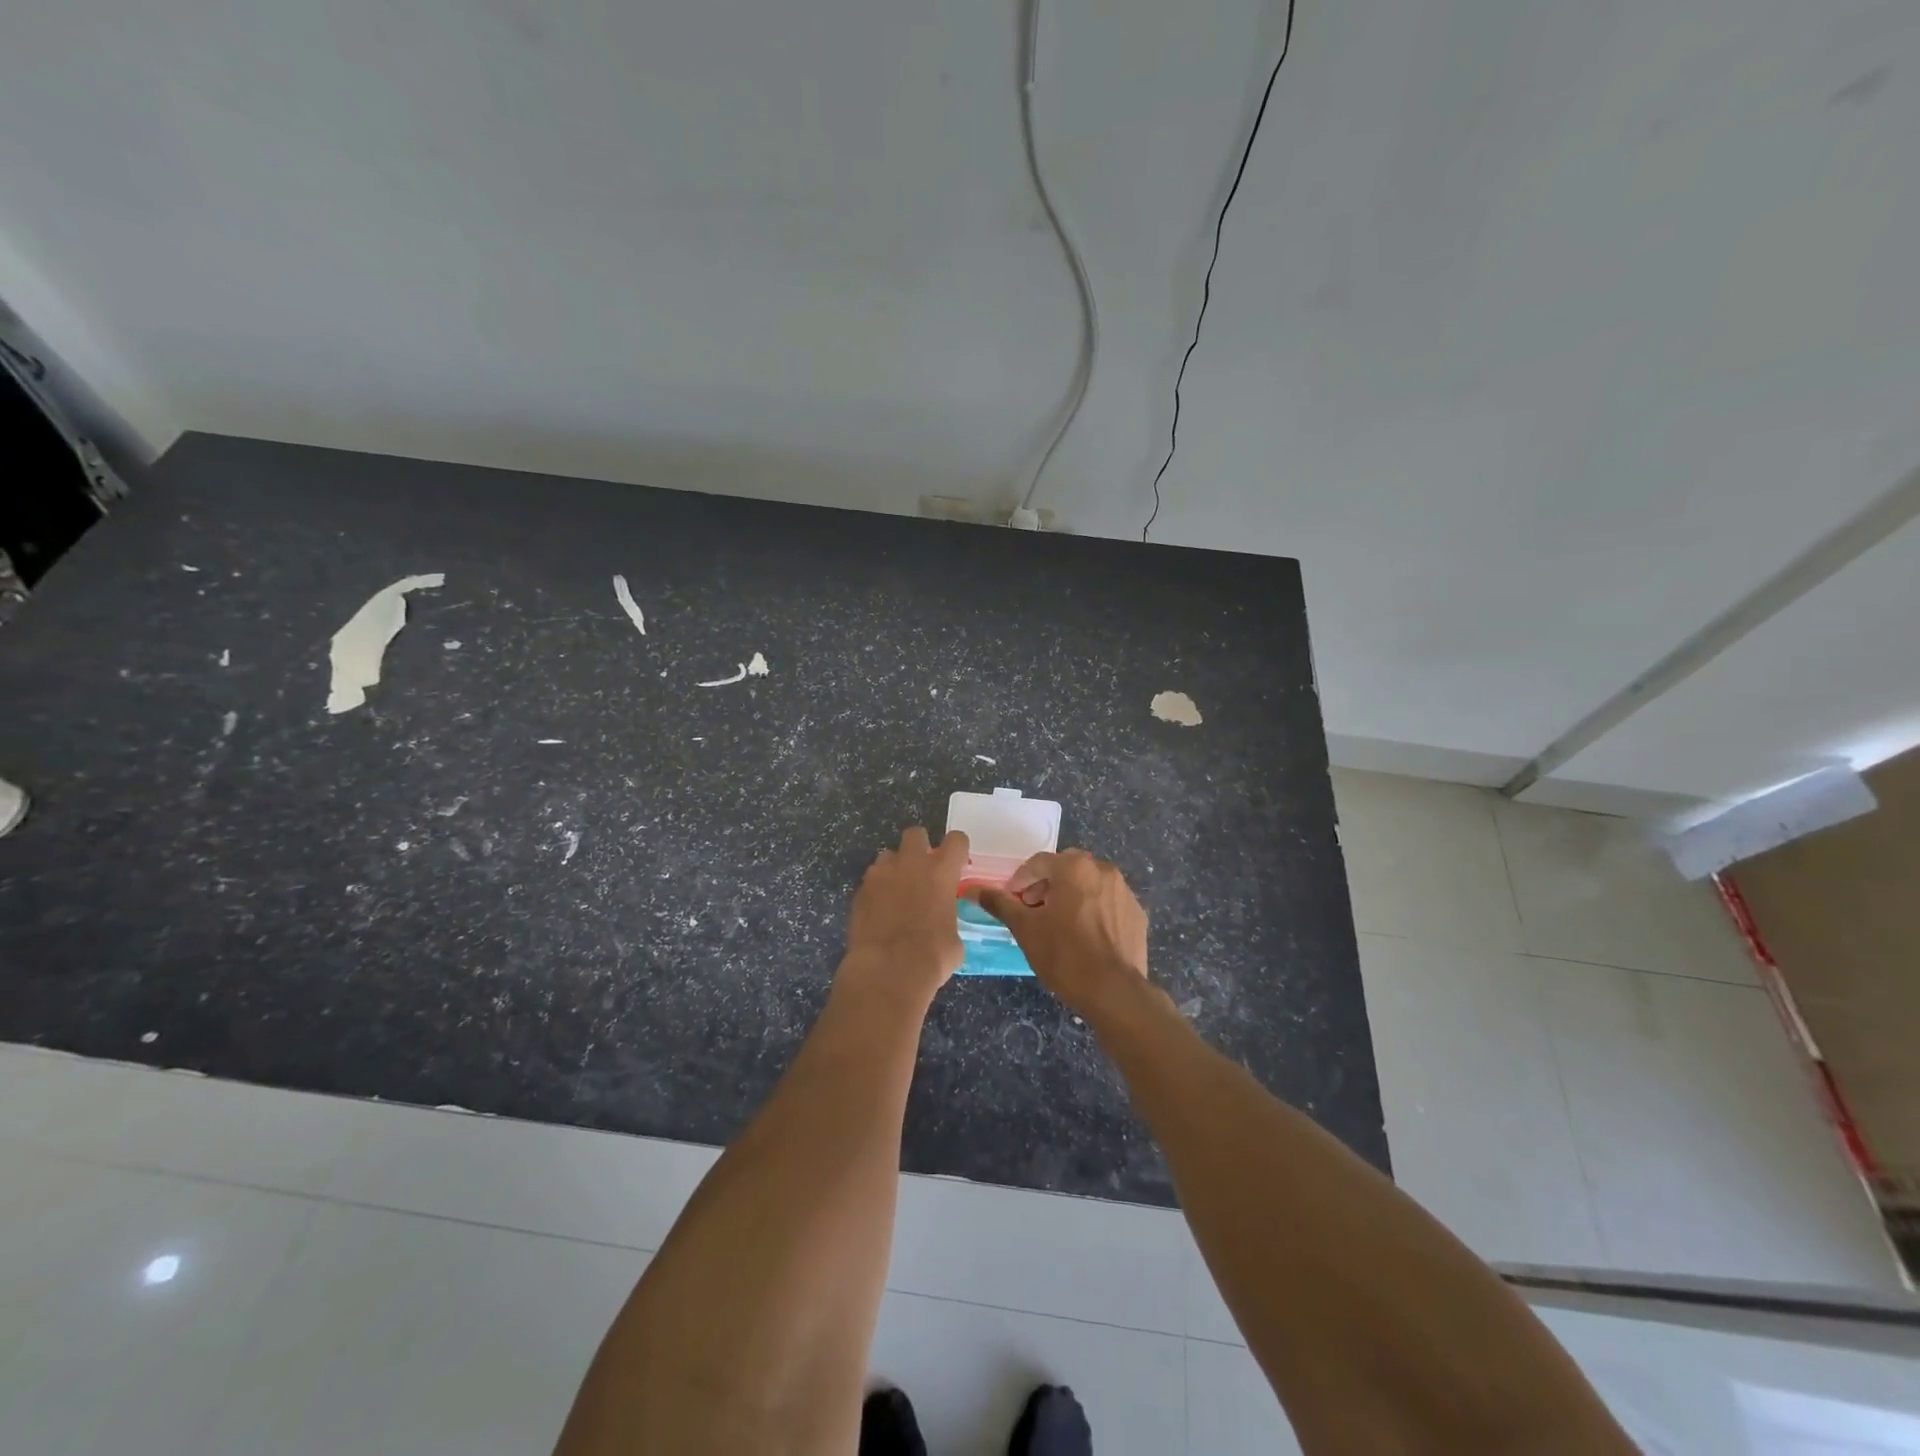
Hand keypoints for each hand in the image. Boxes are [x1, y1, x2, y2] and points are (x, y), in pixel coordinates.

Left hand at [839, 827, 969, 1003]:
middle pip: (915, 834)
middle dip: (920, 846)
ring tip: (896, 893)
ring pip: (887, 856)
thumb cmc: (932, 956)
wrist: (888, 969)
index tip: (957, 862)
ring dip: (894, 869)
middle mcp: (910, 864)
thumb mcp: (954, 938)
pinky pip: (870, 881)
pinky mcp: (859, 891)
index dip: (958, 848)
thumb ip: (948, 918)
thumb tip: (942, 925)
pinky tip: (879, 912)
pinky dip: (876, 891)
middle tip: (922, 869)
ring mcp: (880, 875)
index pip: (956, 840)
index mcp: (941, 871)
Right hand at [968, 849, 1148, 1016]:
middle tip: (1033, 910)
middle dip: (1046, 885)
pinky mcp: (1137, 914)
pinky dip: (1093, 911)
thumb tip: (974, 890)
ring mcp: (1124, 892)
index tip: (1011, 900)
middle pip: (1066, 869)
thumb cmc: (1064, 955)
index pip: (1039, 862)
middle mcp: (1103, 870)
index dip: (1020, 880)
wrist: (1115, 992)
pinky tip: (1085, 936)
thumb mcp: (1025, 929)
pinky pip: (1108, 903)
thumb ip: (1000, 904)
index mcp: (1074, 867)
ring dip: (1070, 896)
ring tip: (1058, 924)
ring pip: (1089, 884)